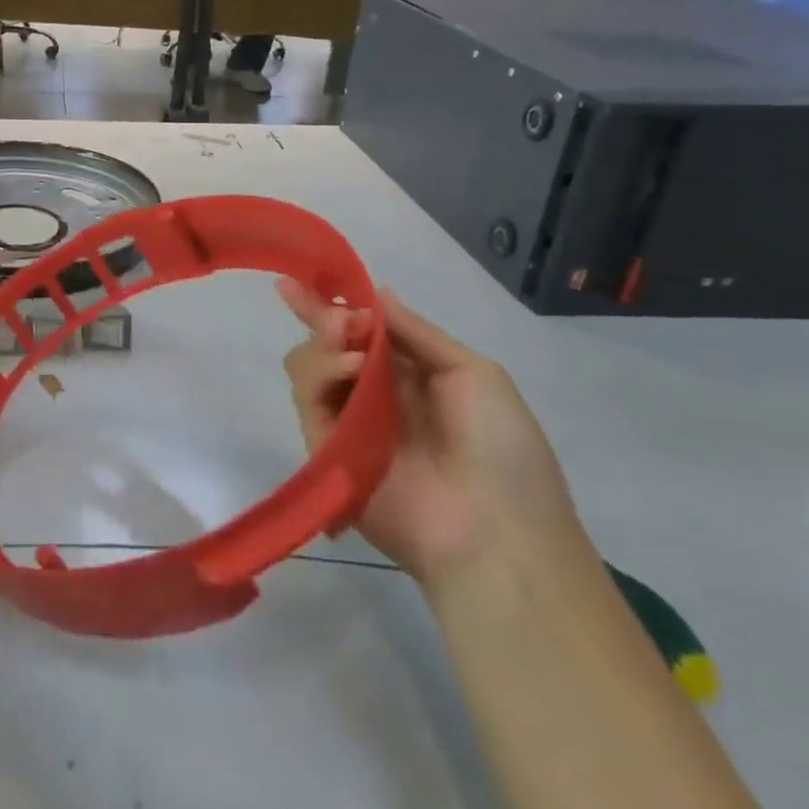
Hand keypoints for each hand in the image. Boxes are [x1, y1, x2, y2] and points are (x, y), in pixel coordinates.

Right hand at [278, 282, 585, 588]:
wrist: (496, 532)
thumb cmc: (502, 447)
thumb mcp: (475, 374)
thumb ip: (418, 333)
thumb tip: (377, 295)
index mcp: (412, 377)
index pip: (364, 333)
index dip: (337, 305)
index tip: (307, 277)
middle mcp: (373, 395)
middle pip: (327, 345)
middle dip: (319, 316)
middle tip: (307, 297)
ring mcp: (346, 421)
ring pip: (309, 365)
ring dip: (324, 342)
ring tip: (348, 340)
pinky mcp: (324, 447)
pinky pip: (307, 399)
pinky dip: (322, 373)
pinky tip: (351, 367)